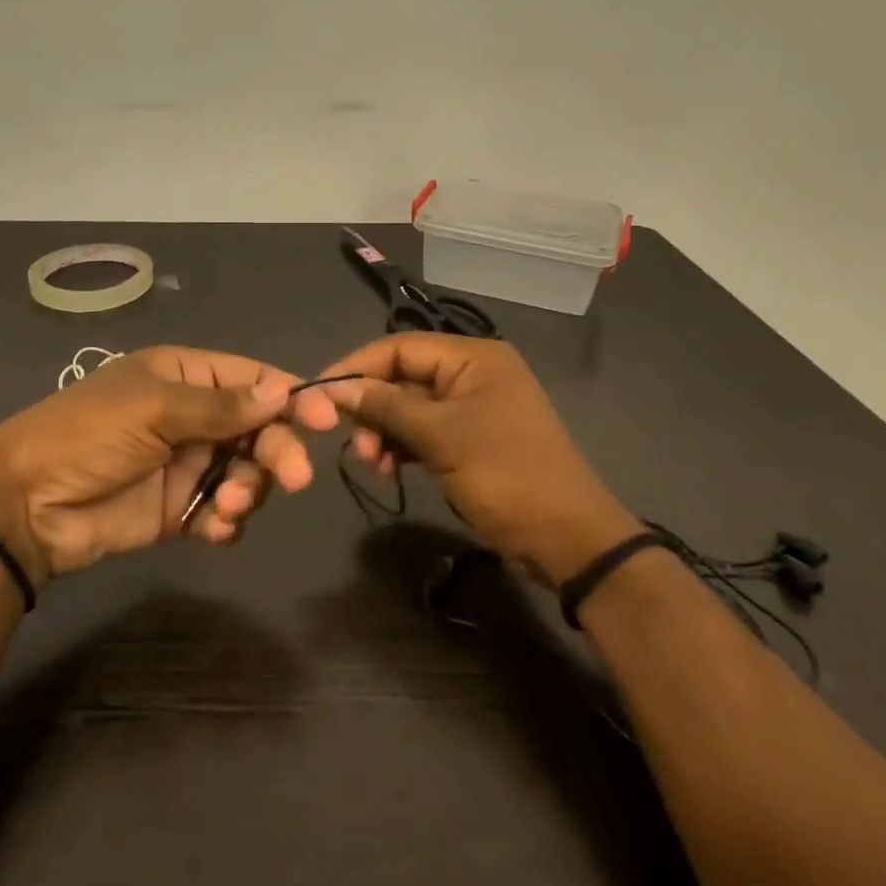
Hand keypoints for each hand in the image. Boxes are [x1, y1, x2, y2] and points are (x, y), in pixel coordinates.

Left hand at [0, 347, 340, 584]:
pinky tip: (214, 530)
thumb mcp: (153, 409)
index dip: (292, 396)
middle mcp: (193, 416)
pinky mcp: (180, 509)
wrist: (26, 506)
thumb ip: (220, 406)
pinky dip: (228, 521)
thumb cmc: (89, 435)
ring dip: (250, 489)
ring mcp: (188, 464)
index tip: (327, 418)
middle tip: (294, 478)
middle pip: (259, 428)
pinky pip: (223, 510)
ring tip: (228, 506)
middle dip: (277, 451)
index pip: (253, 379)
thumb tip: (282, 393)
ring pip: (248, 472)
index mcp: (186, 376)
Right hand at [319, 334, 641, 586]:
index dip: (356, 367)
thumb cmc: (506, 476)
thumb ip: (387, 407)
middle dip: (373, 408)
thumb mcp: (441, 437)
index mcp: (474, 358)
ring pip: (411, 408)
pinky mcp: (473, 440)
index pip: (399, 347)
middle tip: (355, 446)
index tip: (317, 395)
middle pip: (403, 377)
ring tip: (373, 465)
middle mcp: (473, 374)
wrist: (568, 538)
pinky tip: (390, 471)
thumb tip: (334, 388)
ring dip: (385, 432)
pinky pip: (426, 432)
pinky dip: (403, 448)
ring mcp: (474, 409)